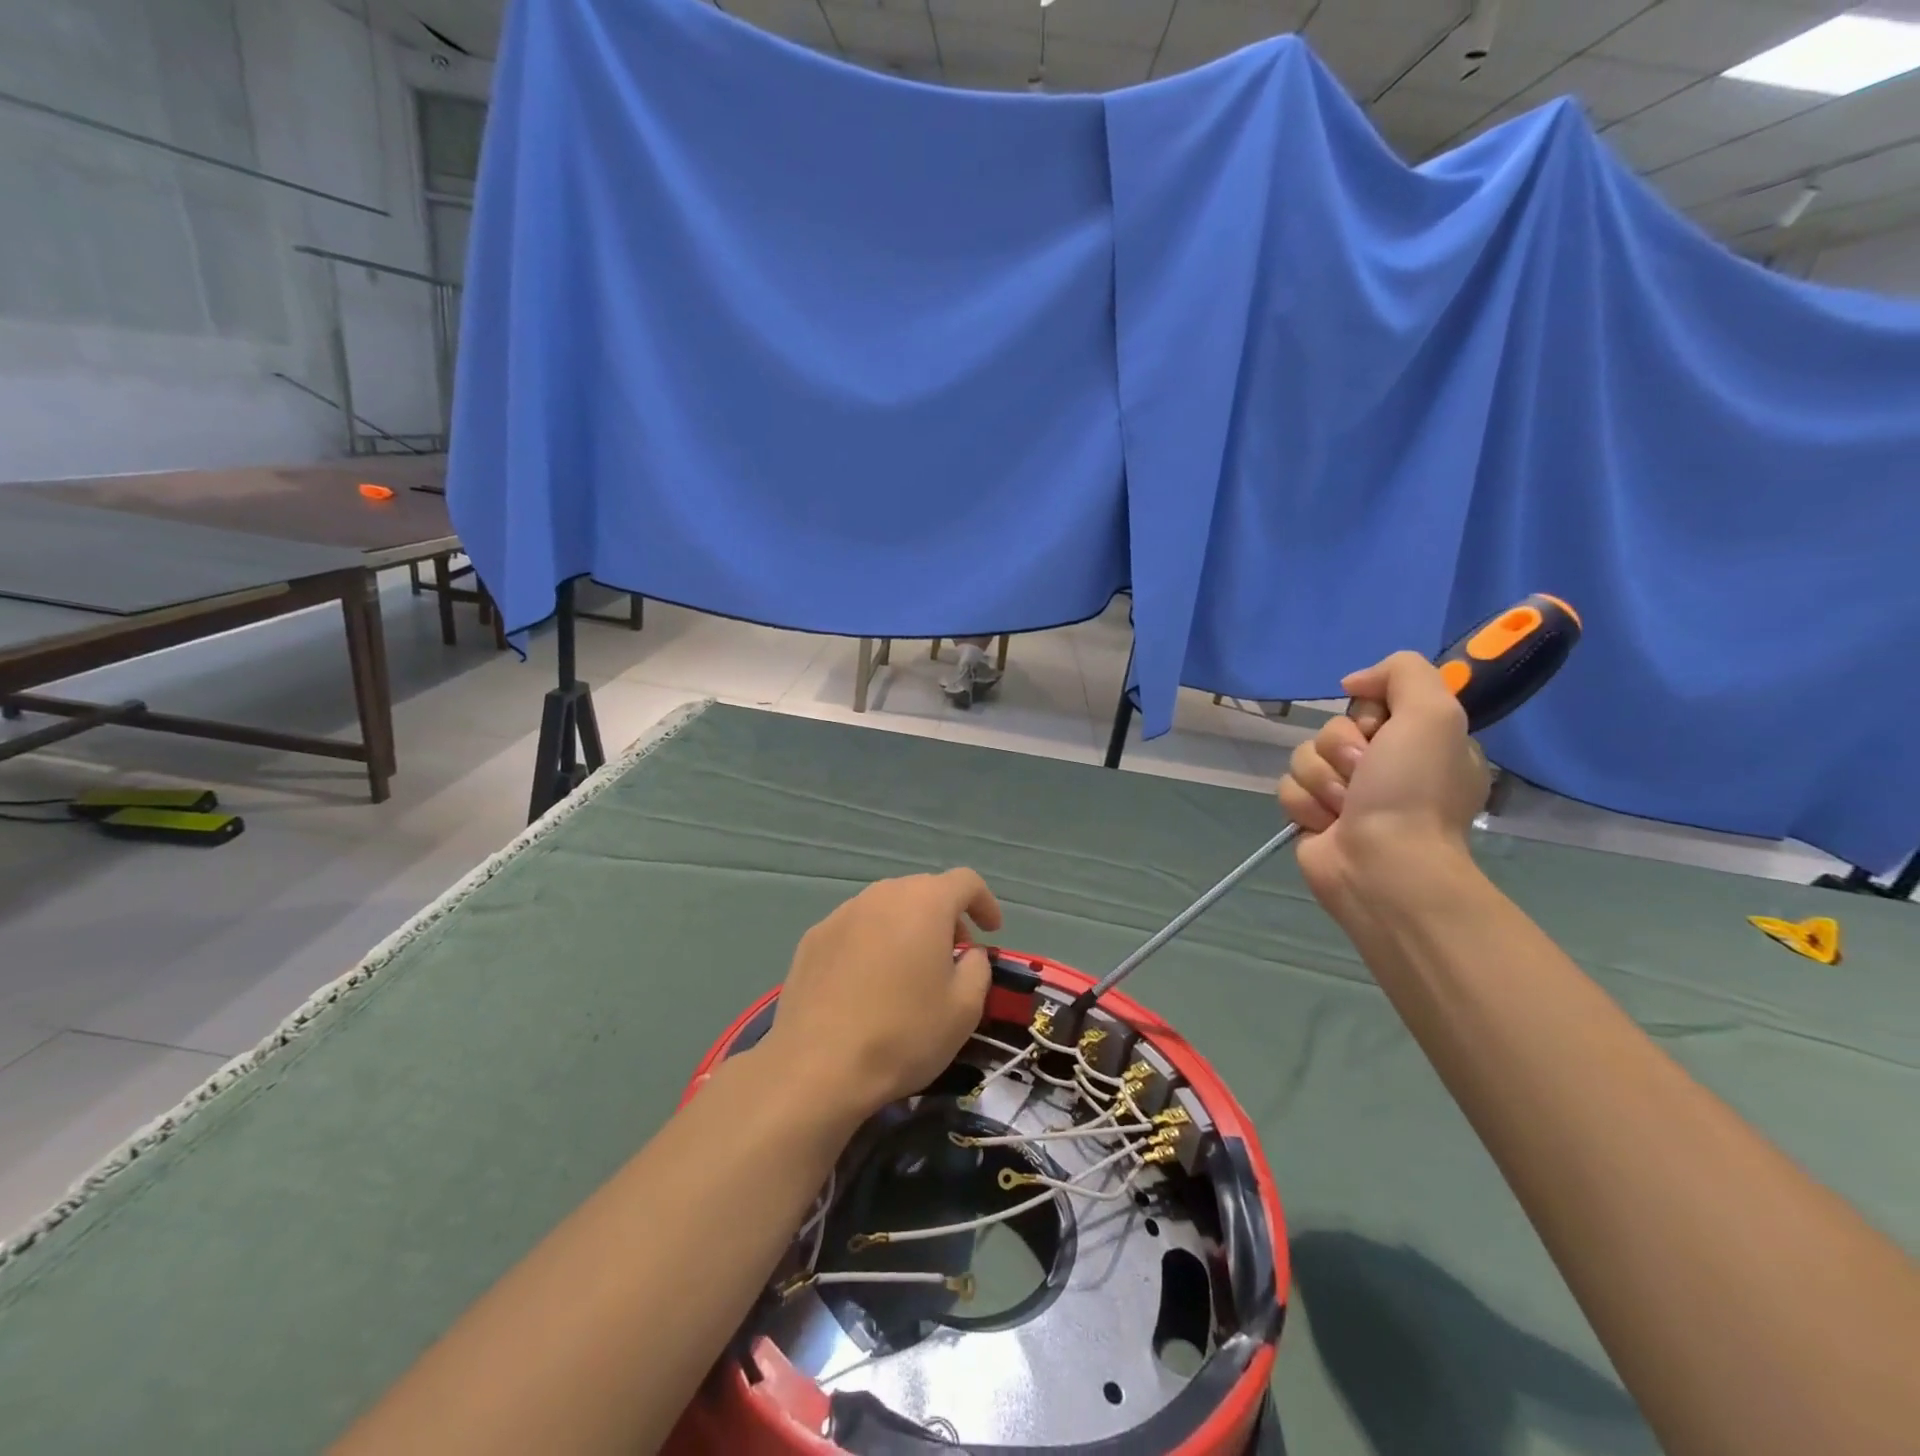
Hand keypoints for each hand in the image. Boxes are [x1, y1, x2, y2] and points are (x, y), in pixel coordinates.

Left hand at [762, 870, 1003, 1125]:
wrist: (816, 1066)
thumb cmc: (903, 1034)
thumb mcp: (964, 1009)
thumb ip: (978, 968)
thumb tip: (968, 953)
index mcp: (924, 903)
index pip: (965, 881)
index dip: (985, 902)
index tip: (991, 932)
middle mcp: (882, 895)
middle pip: (923, 891)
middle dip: (945, 917)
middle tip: (953, 956)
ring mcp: (841, 914)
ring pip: (886, 908)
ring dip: (906, 928)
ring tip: (909, 971)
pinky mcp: (812, 938)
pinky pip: (855, 929)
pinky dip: (872, 944)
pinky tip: (867, 984)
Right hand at [1277, 652, 1488, 915]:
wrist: (1383, 865)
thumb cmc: (1412, 791)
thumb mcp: (1434, 714)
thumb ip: (1404, 672)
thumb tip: (1353, 683)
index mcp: (1419, 742)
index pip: (1373, 702)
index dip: (1369, 714)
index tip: (1381, 732)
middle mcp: (1384, 765)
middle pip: (1332, 728)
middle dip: (1340, 748)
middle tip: (1363, 774)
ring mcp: (1346, 793)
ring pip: (1304, 756)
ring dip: (1321, 779)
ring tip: (1344, 807)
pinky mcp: (1312, 815)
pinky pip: (1288, 787)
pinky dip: (1304, 803)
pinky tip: (1326, 824)